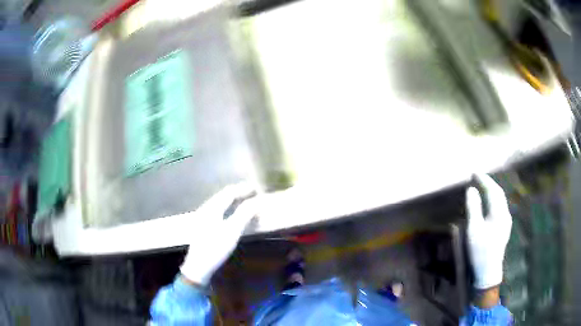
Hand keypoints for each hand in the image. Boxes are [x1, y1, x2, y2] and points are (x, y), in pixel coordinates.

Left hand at [180, 183, 258, 285]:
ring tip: (245, 202)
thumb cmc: (215, 248)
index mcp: (211, 208)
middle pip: (223, 196)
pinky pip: (218, 211)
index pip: (229, 192)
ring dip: (233, 201)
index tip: (255, 188)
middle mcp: (205, 209)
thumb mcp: (232, 231)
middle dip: (238, 193)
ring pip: (219, 203)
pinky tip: (232, 215)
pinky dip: (228, 208)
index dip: (243, 189)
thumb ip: (244, 214)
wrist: (198, 267)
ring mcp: (202, 218)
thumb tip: (256, 202)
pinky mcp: (203, 226)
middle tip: (252, 193)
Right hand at [465, 174, 511, 289]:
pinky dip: (492, 200)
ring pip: (500, 200)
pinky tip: (488, 202)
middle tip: (477, 177)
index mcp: (499, 213)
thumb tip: (472, 190)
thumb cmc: (480, 251)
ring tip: (482, 186)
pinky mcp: (504, 228)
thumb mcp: (474, 230)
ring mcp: (506, 221)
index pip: (493, 190)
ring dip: (491, 191)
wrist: (488, 272)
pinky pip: (499, 207)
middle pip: (498, 193)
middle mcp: (505, 214)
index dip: (484, 180)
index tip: (474, 172)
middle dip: (488, 183)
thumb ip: (474, 208)